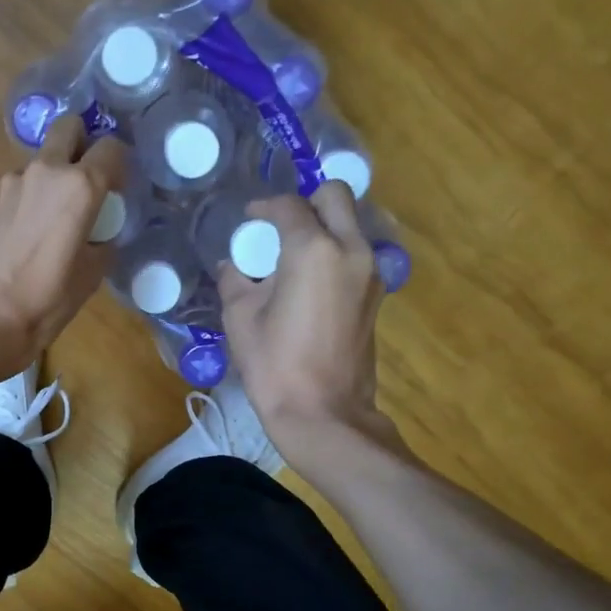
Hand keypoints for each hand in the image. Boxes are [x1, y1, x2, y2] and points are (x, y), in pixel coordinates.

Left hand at [0, 116, 126, 374]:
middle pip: (69, 128)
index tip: (117, 190)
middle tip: (86, 179)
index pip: (112, 148)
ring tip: (54, 218)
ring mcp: (12, 182)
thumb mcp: (91, 276)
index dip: (119, 166)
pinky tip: (28, 235)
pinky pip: (20, 188)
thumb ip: (102, 243)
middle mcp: (46, 171)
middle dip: (82, 143)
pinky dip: (30, 199)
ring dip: (52, 176)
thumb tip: (98, 236)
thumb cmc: (45, 300)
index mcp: (80, 186)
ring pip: (41, 160)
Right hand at [218, 181, 404, 463]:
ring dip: (323, 227)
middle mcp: (351, 249)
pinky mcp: (376, 295)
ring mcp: (370, 272)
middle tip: (280, 228)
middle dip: (306, 202)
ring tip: (293, 256)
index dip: (264, 208)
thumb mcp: (240, 318)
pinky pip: (356, 253)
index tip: (249, 220)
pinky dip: (334, 253)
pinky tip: (309, 281)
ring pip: (350, 224)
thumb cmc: (274, 365)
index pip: (289, 207)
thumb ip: (235, 280)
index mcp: (313, 250)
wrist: (323, 413)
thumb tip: (234, 266)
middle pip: (336, 197)